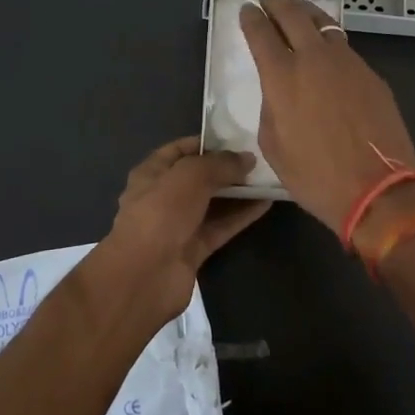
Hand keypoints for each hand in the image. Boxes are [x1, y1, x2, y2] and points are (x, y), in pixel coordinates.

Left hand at [97, 137, 269, 327]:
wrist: (145, 275)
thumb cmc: (161, 213)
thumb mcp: (191, 176)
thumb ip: (220, 164)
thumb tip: (247, 159)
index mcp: (152, 173)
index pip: (180, 150)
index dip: (207, 143)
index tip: (237, 138)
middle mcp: (163, 196)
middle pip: (199, 177)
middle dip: (227, 168)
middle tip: (260, 159)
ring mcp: (179, 225)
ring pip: (213, 203)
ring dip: (238, 192)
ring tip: (268, 178)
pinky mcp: (194, 249)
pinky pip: (221, 226)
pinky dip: (241, 215)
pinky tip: (266, 203)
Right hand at [237, 0, 414, 232]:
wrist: (378, 188)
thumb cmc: (315, 175)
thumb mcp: (274, 146)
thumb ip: (272, 108)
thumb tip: (280, 92)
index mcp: (282, 77)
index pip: (260, 33)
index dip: (251, 18)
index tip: (247, 9)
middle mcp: (314, 59)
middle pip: (292, 15)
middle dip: (277, 3)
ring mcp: (347, 62)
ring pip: (324, 24)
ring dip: (306, 12)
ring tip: (297, 8)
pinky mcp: (371, 74)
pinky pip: (344, 47)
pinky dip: (329, 39)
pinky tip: (327, 48)